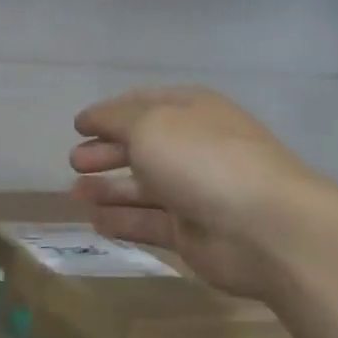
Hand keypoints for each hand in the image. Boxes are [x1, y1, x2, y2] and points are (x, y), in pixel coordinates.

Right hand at [70, 86, 320, 298]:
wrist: (263, 227)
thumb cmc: (202, 161)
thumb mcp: (149, 124)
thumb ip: (113, 119)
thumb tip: (90, 119)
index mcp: (191, 111)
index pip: (144, 104)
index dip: (109, 113)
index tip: (78, 126)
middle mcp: (194, 148)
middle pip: (142, 147)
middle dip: (106, 152)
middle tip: (75, 162)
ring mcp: (194, 192)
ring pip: (142, 188)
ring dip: (108, 188)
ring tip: (76, 193)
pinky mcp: (191, 233)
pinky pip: (148, 223)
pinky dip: (121, 220)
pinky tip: (96, 221)